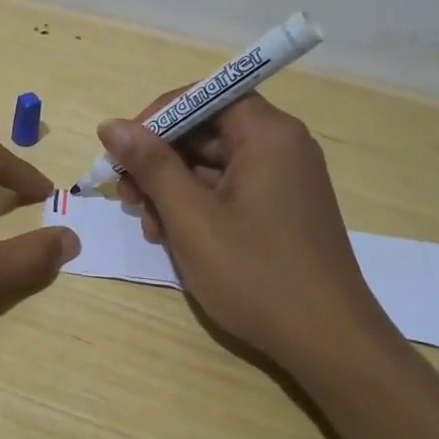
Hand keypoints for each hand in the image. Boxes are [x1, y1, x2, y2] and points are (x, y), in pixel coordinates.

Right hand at [100, 93, 398, 365]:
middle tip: (126, 194)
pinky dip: (198, 206)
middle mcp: (282, 147)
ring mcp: (285, 181)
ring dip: (173, 188)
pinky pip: (231, 191)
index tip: (123, 149)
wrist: (327, 342)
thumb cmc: (254, 273)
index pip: (205, 96)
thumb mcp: (191, 217)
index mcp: (268, 134)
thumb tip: (111, 125)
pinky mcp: (282, 211)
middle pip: (208, 130)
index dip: (158, 117)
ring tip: (148, 226)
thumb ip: (150, 165)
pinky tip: (174, 237)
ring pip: (214, 165)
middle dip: (160, 159)